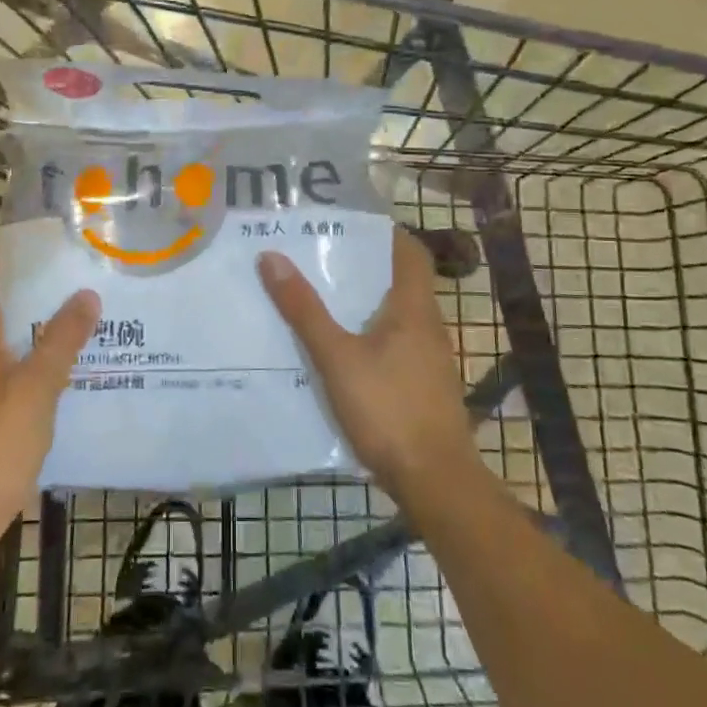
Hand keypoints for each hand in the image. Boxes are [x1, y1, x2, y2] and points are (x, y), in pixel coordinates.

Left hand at [0, 253, 97, 615]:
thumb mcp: (34, 390)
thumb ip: (61, 341)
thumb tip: (86, 294)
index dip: (8, 252)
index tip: (49, 236)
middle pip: (1, 308)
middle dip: (39, 289)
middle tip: (86, 274)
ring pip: (13, 344)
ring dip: (44, 328)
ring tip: (91, 317)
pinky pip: (19, 378)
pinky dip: (44, 366)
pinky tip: (76, 374)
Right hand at [258, 229, 479, 505]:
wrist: (435, 480)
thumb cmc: (388, 409)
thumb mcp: (336, 357)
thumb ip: (304, 310)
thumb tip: (271, 257)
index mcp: (415, 308)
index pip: (410, 252)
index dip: (384, 233)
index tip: (347, 225)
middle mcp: (428, 327)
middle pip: (400, 282)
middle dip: (362, 268)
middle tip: (318, 258)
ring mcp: (429, 359)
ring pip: (396, 316)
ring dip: (364, 304)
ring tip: (320, 298)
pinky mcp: (423, 386)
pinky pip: (395, 345)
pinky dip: (369, 336)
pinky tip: (339, 350)